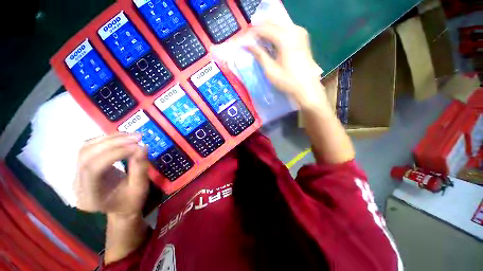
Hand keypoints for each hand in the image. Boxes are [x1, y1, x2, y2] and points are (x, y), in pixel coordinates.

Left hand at [74, 133, 148, 217]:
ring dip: (110, 139)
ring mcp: (77, 174)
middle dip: (113, 142)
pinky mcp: (82, 167)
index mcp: (90, 196)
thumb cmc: (131, 201)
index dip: (115, 154)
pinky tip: (121, 138)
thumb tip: (143, 147)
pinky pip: (90, 148)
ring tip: (131, 136)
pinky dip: (107, 140)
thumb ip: (140, 168)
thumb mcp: (140, 188)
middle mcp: (78, 184)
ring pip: (86, 148)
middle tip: (137, 137)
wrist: (119, 208)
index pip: (93, 169)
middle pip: (87, 155)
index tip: (137, 146)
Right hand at [245, 23, 327, 110]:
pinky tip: (271, 44)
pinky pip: (285, 30)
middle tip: (250, 43)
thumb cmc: (288, 81)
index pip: (263, 28)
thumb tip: (247, 44)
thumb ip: (259, 54)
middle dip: (259, 31)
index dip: (252, 34)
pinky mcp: (302, 37)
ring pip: (278, 25)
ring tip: (259, 44)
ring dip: (267, 33)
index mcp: (285, 37)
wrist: (307, 87)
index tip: (244, 42)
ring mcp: (300, 32)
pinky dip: (276, 35)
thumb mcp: (271, 70)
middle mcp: (294, 29)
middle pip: (271, 23)